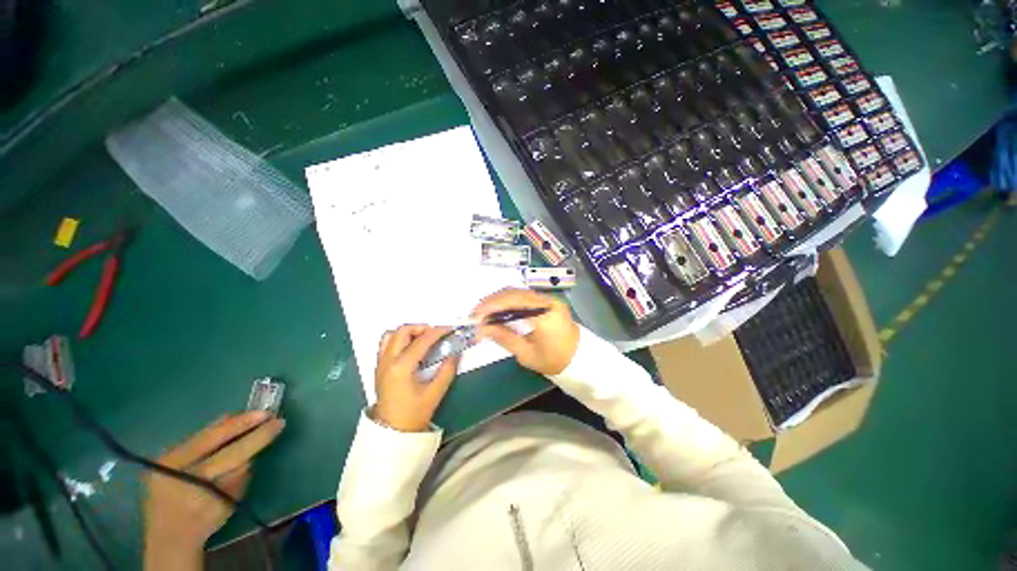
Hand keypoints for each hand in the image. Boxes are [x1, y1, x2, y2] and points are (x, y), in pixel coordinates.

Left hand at [143, 412, 284, 568]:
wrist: (168, 534)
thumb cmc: (205, 521)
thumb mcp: (229, 502)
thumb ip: (240, 475)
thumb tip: (253, 451)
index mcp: (196, 480)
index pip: (234, 452)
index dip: (258, 435)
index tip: (279, 422)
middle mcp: (177, 463)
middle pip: (215, 435)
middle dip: (244, 421)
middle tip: (267, 412)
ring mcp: (167, 456)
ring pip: (205, 431)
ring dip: (231, 423)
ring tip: (252, 415)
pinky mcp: (164, 453)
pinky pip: (197, 435)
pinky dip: (217, 429)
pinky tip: (231, 424)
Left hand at [374, 325, 459, 431]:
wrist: (391, 433)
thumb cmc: (414, 414)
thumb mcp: (435, 393)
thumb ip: (447, 370)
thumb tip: (455, 352)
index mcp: (401, 367)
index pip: (421, 341)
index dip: (437, 332)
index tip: (449, 329)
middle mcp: (387, 361)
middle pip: (402, 331)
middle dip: (421, 327)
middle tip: (436, 334)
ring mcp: (380, 363)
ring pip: (391, 335)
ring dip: (408, 332)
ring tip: (423, 339)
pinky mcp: (379, 367)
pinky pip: (386, 344)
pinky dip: (399, 339)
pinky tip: (411, 348)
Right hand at [472, 288, 579, 375]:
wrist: (579, 358)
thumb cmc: (554, 360)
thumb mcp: (526, 354)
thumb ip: (504, 337)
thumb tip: (482, 328)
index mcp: (546, 314)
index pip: (515, 301)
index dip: (492, 305)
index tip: (475, 314)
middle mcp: (548, 300)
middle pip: (515, 292)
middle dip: (493, 301)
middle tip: (476, 313)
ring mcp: (549, 298)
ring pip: (518, 292)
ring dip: (499, 299)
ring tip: (483, 311)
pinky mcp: (547, 300)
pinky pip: (524, 296)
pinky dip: (508, 301)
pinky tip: (498, 309)